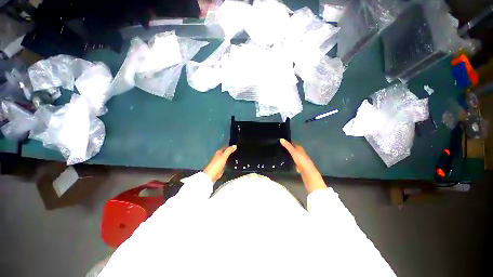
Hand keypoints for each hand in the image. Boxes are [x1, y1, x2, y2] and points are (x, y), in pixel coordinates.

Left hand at [203, 145, 236, 181]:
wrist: (211, 175)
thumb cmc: (217, 165)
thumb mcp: (224, 156)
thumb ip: (229, 151)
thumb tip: (235, 145)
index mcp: (219, 152)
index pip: (226, 147)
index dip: (230, 146)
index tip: (236, 146)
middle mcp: (219, 156)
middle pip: (226, 152)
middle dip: (231, 151)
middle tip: (238, 151)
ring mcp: (220, 162)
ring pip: (226, 158)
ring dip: (230, 157)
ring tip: (237, 156)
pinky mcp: (221, 167)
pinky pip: (227, 163)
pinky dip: (229, 162)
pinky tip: (233, 163)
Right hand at [280, 139, 326, 192]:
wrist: (308, 172)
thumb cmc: (301, 160)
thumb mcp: (293, 152)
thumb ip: (288, 146)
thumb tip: (281, 139)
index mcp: (300, 150)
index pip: (295, 145)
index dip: (290, 143)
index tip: (284, 143)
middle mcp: (302, 154)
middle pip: (296, 151)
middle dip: (291, 150)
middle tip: (283, 149)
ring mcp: (302, 161)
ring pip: (296, 157)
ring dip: (292, 156)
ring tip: (285, 155)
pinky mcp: (301, 167)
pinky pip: (296, 163)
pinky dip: (293, 162)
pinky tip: (289, 163)